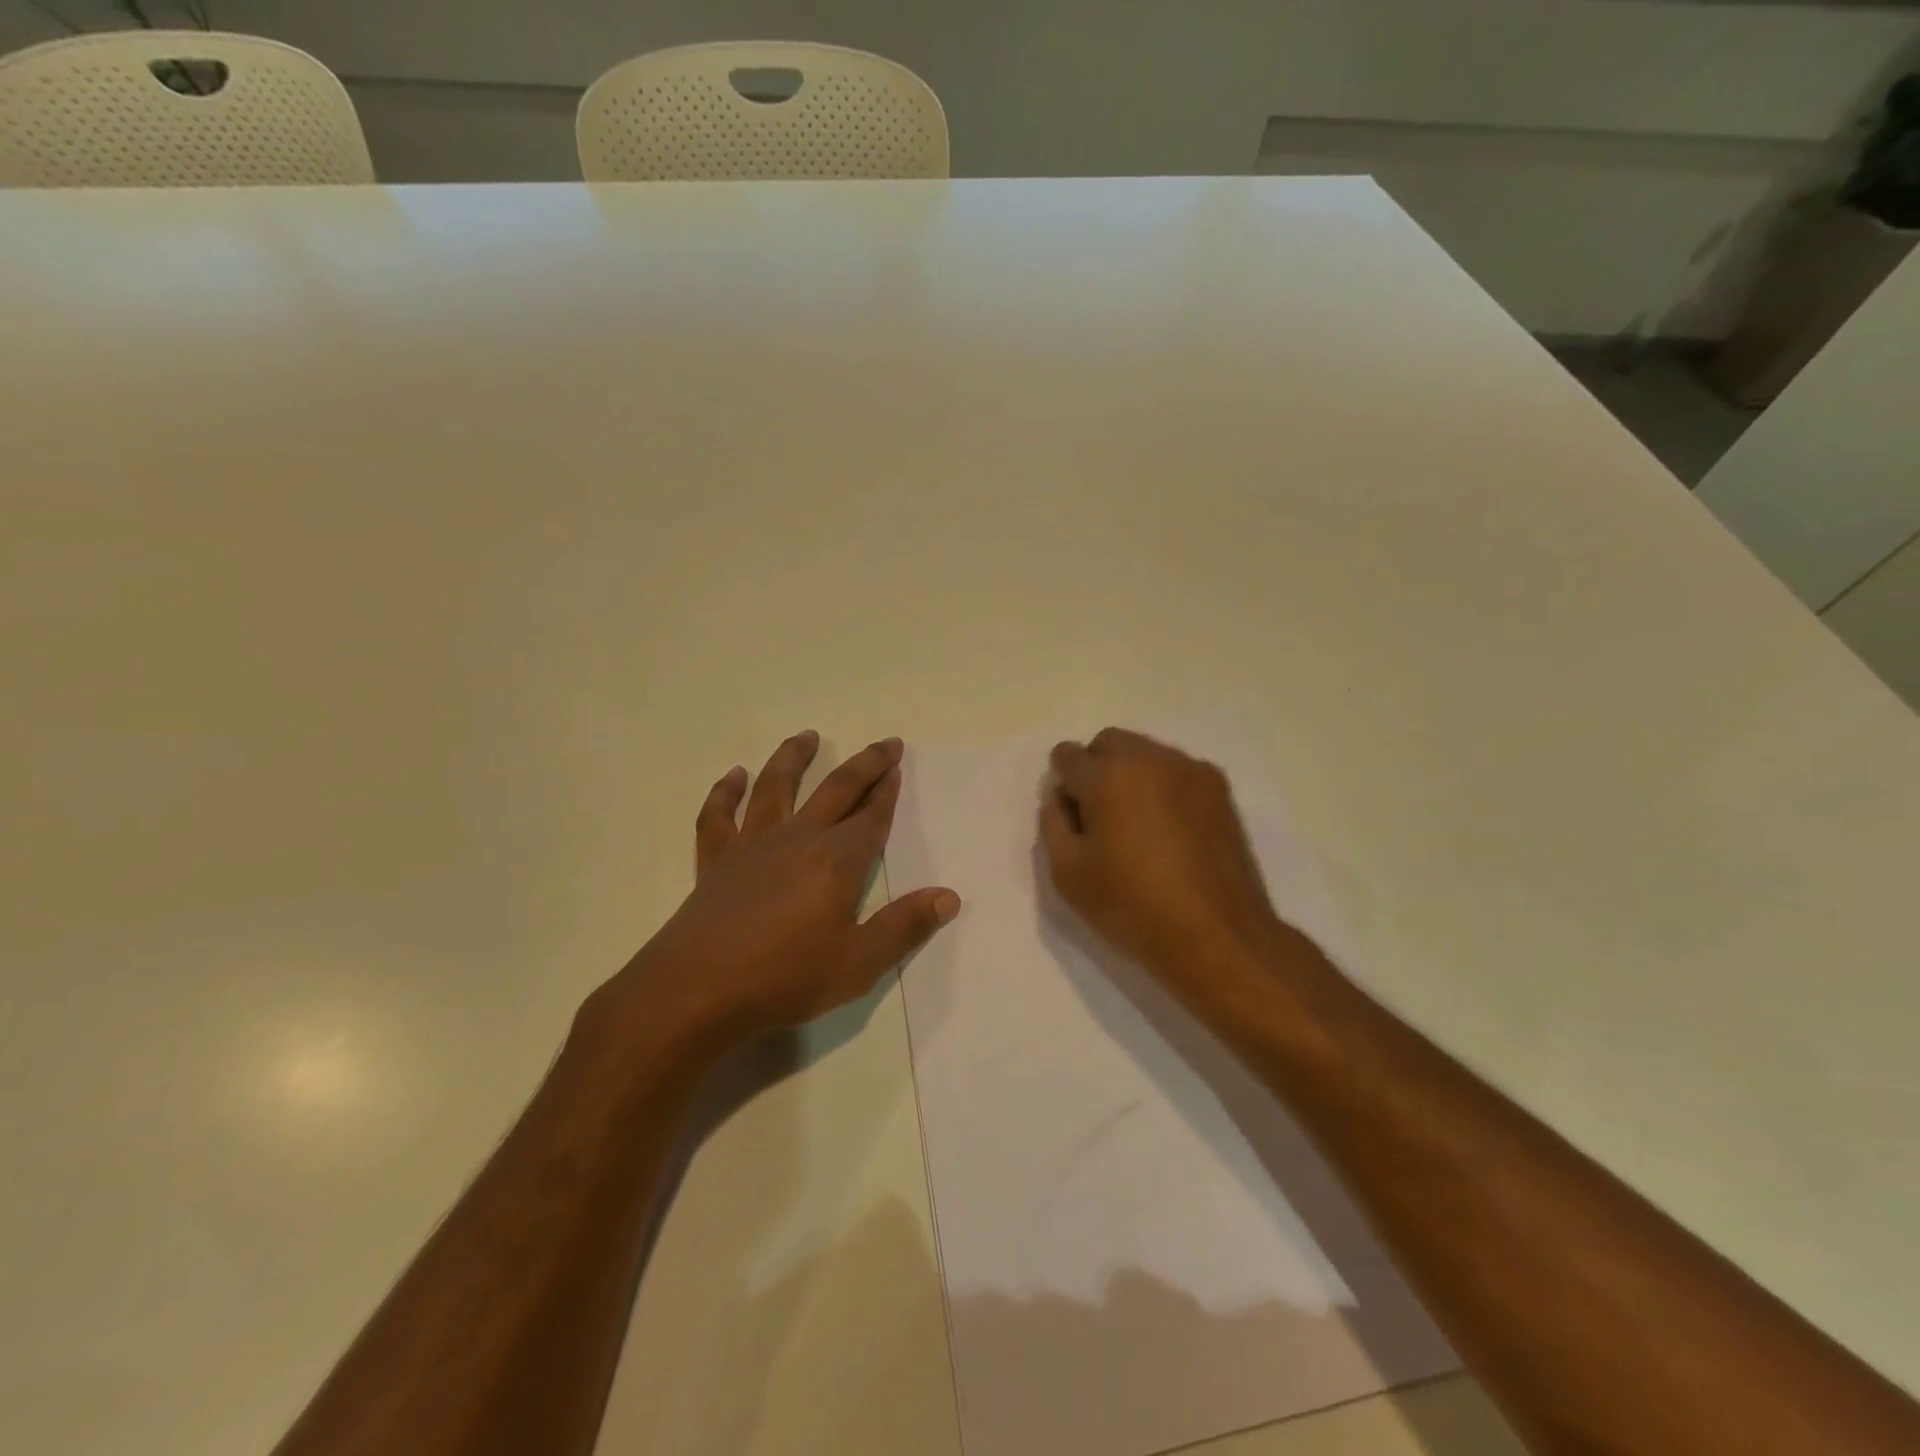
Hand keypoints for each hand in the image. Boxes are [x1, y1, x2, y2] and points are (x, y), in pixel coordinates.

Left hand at [589, 732, 960, 1049]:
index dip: (887, 791)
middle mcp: (798, 839)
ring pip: (776, 787)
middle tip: (884, 743)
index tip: (897, 765)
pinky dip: (725, 792)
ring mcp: (752, 845)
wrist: (697, 990)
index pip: (871, 817)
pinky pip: (719, 816)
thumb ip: (904, 927)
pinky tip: (734, 776)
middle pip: (836, 790)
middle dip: (864, 765)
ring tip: (808, 735)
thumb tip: (949, 896)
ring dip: (794, 758)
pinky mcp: (716, 860)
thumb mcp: (858, 963)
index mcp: (836, 861)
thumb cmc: (785, 977)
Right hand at [1040, 728, 1284, 1002]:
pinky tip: (1168, 831)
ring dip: (1131, 775)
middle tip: (1099, 817)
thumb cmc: (1132, 906)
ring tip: (1137, 826)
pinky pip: (1177, 772)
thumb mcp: (1068, 874)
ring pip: (1146, 754)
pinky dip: (1162, 787)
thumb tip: (1059, 796)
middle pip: (1109, 742)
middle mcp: (1151, 758)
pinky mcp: (1220, 790)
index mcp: (1108, 775)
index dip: (1062, 784)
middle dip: (1096, 768)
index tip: (1071, 818)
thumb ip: (1053, 823)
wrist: (1216, 936)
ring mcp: (1191, 770)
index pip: (1067, 755)